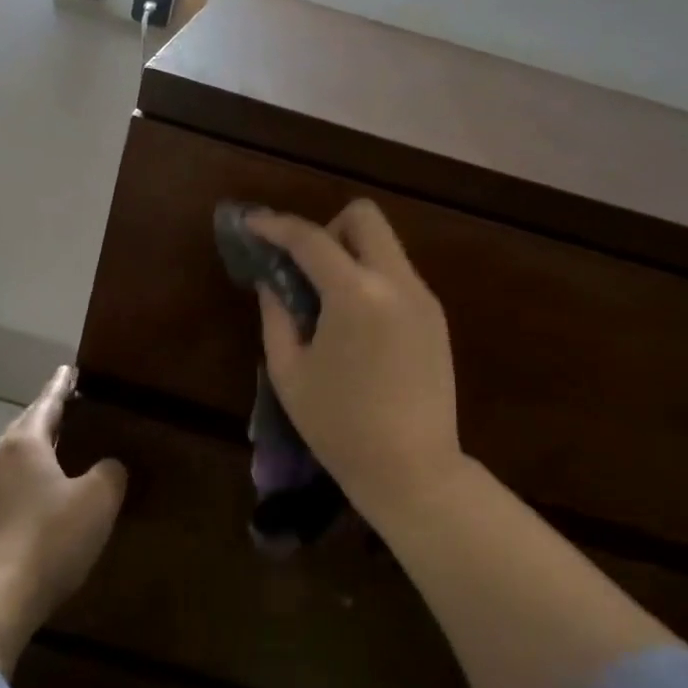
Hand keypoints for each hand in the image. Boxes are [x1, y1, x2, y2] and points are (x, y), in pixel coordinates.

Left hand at [0, 366, 127, 674]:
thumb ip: (110, 474)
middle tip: (67, 408)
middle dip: (46, 417)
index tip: (68, 369)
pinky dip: (25, 482)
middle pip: (24, 428)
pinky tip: (39, 499)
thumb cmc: (49, 539)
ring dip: (34, 452)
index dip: (61, 386)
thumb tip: (108, 467)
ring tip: (57, 452)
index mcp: (23, 444)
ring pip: (12, 459)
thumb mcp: (97, 501)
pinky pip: (6, 488)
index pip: (47, 403)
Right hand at [249, 201, 465, 522]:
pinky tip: (354, 324)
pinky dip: (369, 279)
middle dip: (326, 228)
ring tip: (325, 302)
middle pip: (364, 217)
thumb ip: (276, 315)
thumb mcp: (289, 372)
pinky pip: (397, 275)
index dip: (276, 226)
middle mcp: (397, 283)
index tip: (252, 224)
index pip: (311, 239)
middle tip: (303, 268)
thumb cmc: (339, 427)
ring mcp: (423, 298)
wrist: (413, 470)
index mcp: (356, 295)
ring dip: (349, 254)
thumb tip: (272, 281)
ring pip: (384, 245)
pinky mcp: (435, 317)